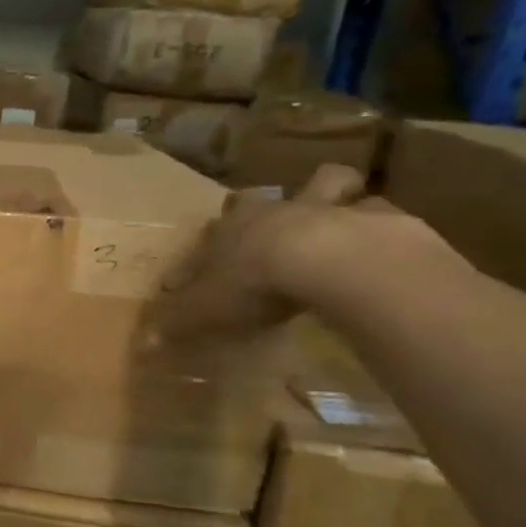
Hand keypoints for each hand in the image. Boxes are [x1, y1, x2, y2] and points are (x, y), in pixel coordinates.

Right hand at [154, 165, 373, 340]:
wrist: (332, 262)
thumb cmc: (255, 282)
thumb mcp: (204, 311)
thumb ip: (176, 324)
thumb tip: (143, 343)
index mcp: (228, 231)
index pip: (206, 236)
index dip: (201, 252)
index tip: (196, 271)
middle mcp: (271, 212)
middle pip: (258, 198)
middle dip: (261, 207)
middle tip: (267, 226)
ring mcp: (326, 209)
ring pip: (327, 183)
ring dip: (328, 194)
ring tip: (332, 214)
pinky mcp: (378, 218)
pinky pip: (378, 211)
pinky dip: (378, 221)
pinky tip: (382, 240)